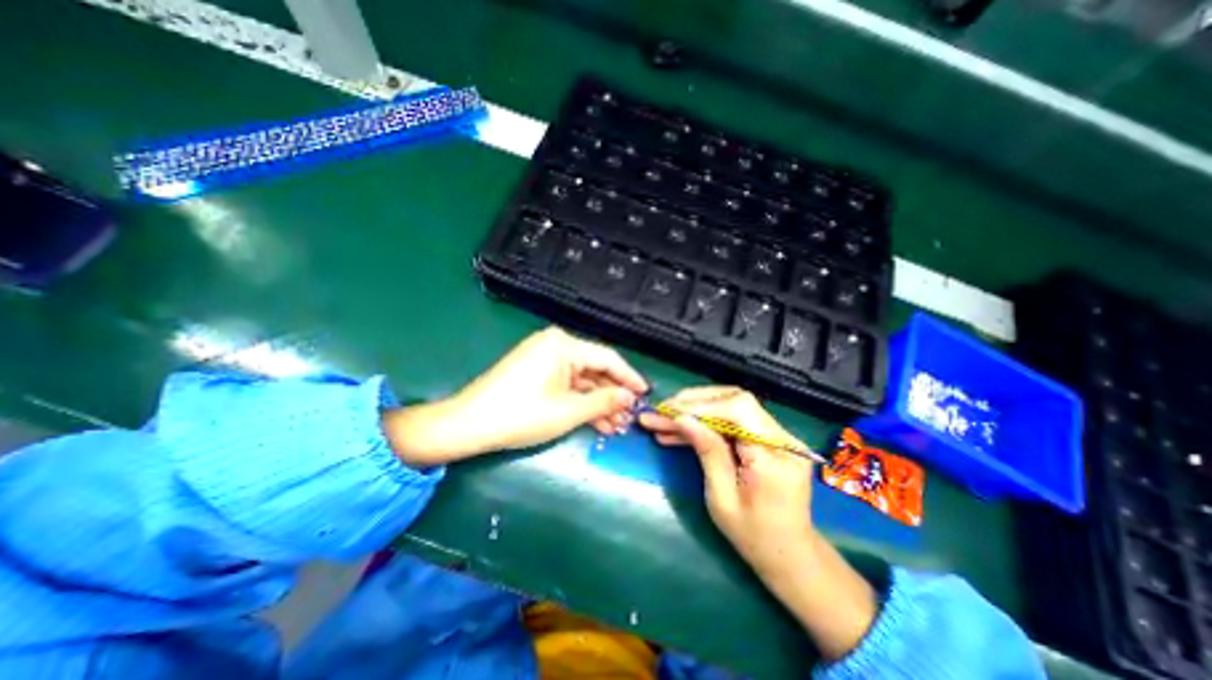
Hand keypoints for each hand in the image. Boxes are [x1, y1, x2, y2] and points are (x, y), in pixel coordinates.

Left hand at [386, 327, 649, 467]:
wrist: (469, 424)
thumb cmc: (521, 414)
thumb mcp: (569, 411)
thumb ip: (604, 401)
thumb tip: (630, 397)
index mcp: (563, 345)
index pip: (607, 358)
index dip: (629, 377)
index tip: (645, 394)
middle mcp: (555, 345)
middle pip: (594, 369)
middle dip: (612, 395)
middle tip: (630, 417)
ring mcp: (544, 358)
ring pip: (581, 379)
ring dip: (597, 402)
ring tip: (616, 426)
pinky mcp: (536, 372)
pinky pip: (566, 384)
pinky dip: (579, 401)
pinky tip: (595, 421)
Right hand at [638, 388, 876, 658]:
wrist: (790, 554)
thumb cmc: (755, 537)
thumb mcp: (722, 500)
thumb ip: (707, 452)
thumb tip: (682, 418)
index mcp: (775, 457)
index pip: (739, 410)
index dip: (701, 406)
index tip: (669, 411)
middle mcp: (783, 438)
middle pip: (734, 400)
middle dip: (693, 403)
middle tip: (661, 411)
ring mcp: (777, 436)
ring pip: (730, 406)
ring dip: (694, 411)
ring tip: (662, 420)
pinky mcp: (766, 438)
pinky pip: (732, 421)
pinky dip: (704, 423)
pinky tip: (678, 431)